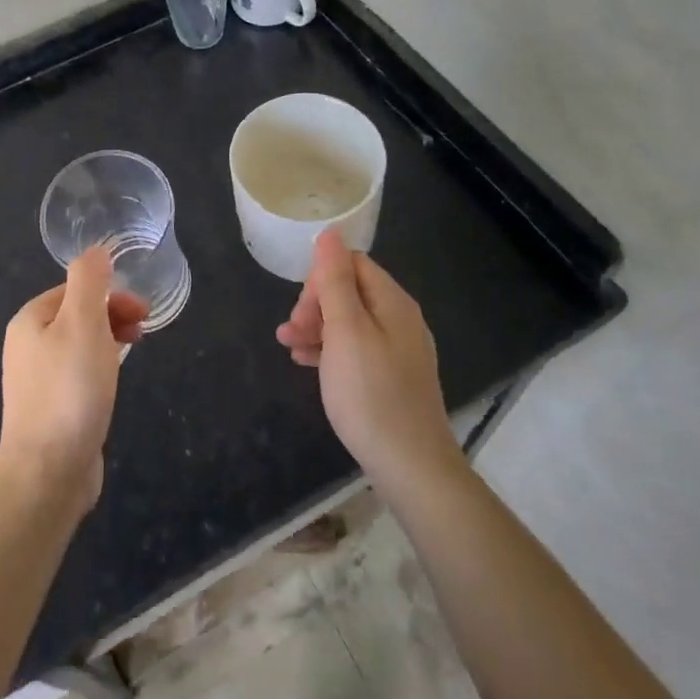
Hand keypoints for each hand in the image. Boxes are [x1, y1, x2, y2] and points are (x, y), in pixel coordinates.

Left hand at [0, 248, 146, 515]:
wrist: (47, 473)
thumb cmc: (69, 391)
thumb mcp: (83, 323)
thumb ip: (89, 281)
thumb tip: (96, 250)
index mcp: (30, 320)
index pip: (75, 289)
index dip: (111, 294)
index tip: (141, 312)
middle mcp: (27, 346)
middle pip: (77, 315)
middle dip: (113, 315)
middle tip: (143, 331)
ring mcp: (37, 380)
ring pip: (81, 345)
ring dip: (110, 341)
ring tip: (132, 354)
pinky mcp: (51, 410)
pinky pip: (79, 375)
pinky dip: (100, 370)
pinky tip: (112, 386)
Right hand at [276, 230, 465, 493]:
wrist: (410, 465)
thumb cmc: (370, 392)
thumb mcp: (345, 330)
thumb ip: (335, 280)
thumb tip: (330, 233)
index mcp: (392, 302)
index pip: (352, 264)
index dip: (320, 279)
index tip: (301, 309)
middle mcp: (400, 319)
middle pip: (351, 292)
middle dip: (315, 305)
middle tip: (291, 332)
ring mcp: (399, 350)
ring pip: (350, 323)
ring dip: (316, 328)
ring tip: (288, 347)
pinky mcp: (393, 377)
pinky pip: (356, 349)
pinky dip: (330, 351)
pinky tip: (307, 364)